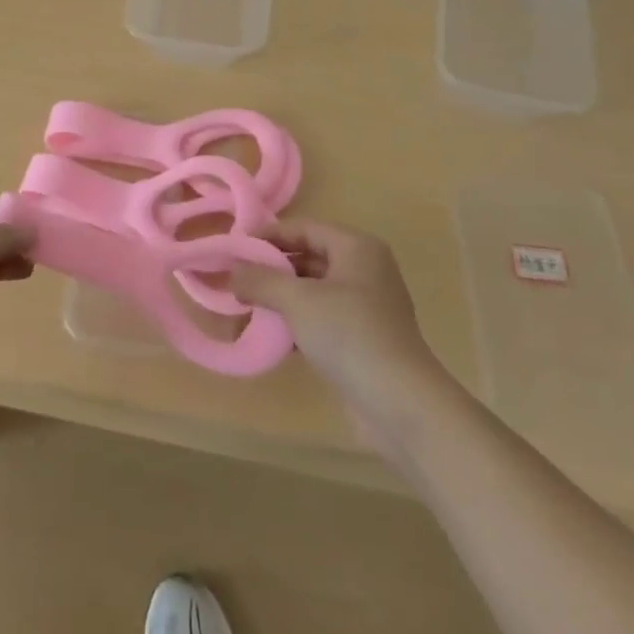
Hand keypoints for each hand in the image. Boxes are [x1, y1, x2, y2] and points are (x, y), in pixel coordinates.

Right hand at [230, 221, 445, 434]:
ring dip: (280, 300)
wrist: (401, 405)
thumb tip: (232, 270)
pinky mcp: (363, 340)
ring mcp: (366, 307)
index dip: (268, 236)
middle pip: (308, 258)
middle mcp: (364, 270)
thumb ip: (261, 280)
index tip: (234, 248)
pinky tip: (269, 337)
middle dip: (271, 270)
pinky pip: (322, 319)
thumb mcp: (298, 300)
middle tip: (235, 281)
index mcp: (356, 247)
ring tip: (244, 310)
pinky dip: (296, 324)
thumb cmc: (349, 335)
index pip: (304, 228)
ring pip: (313, 292)